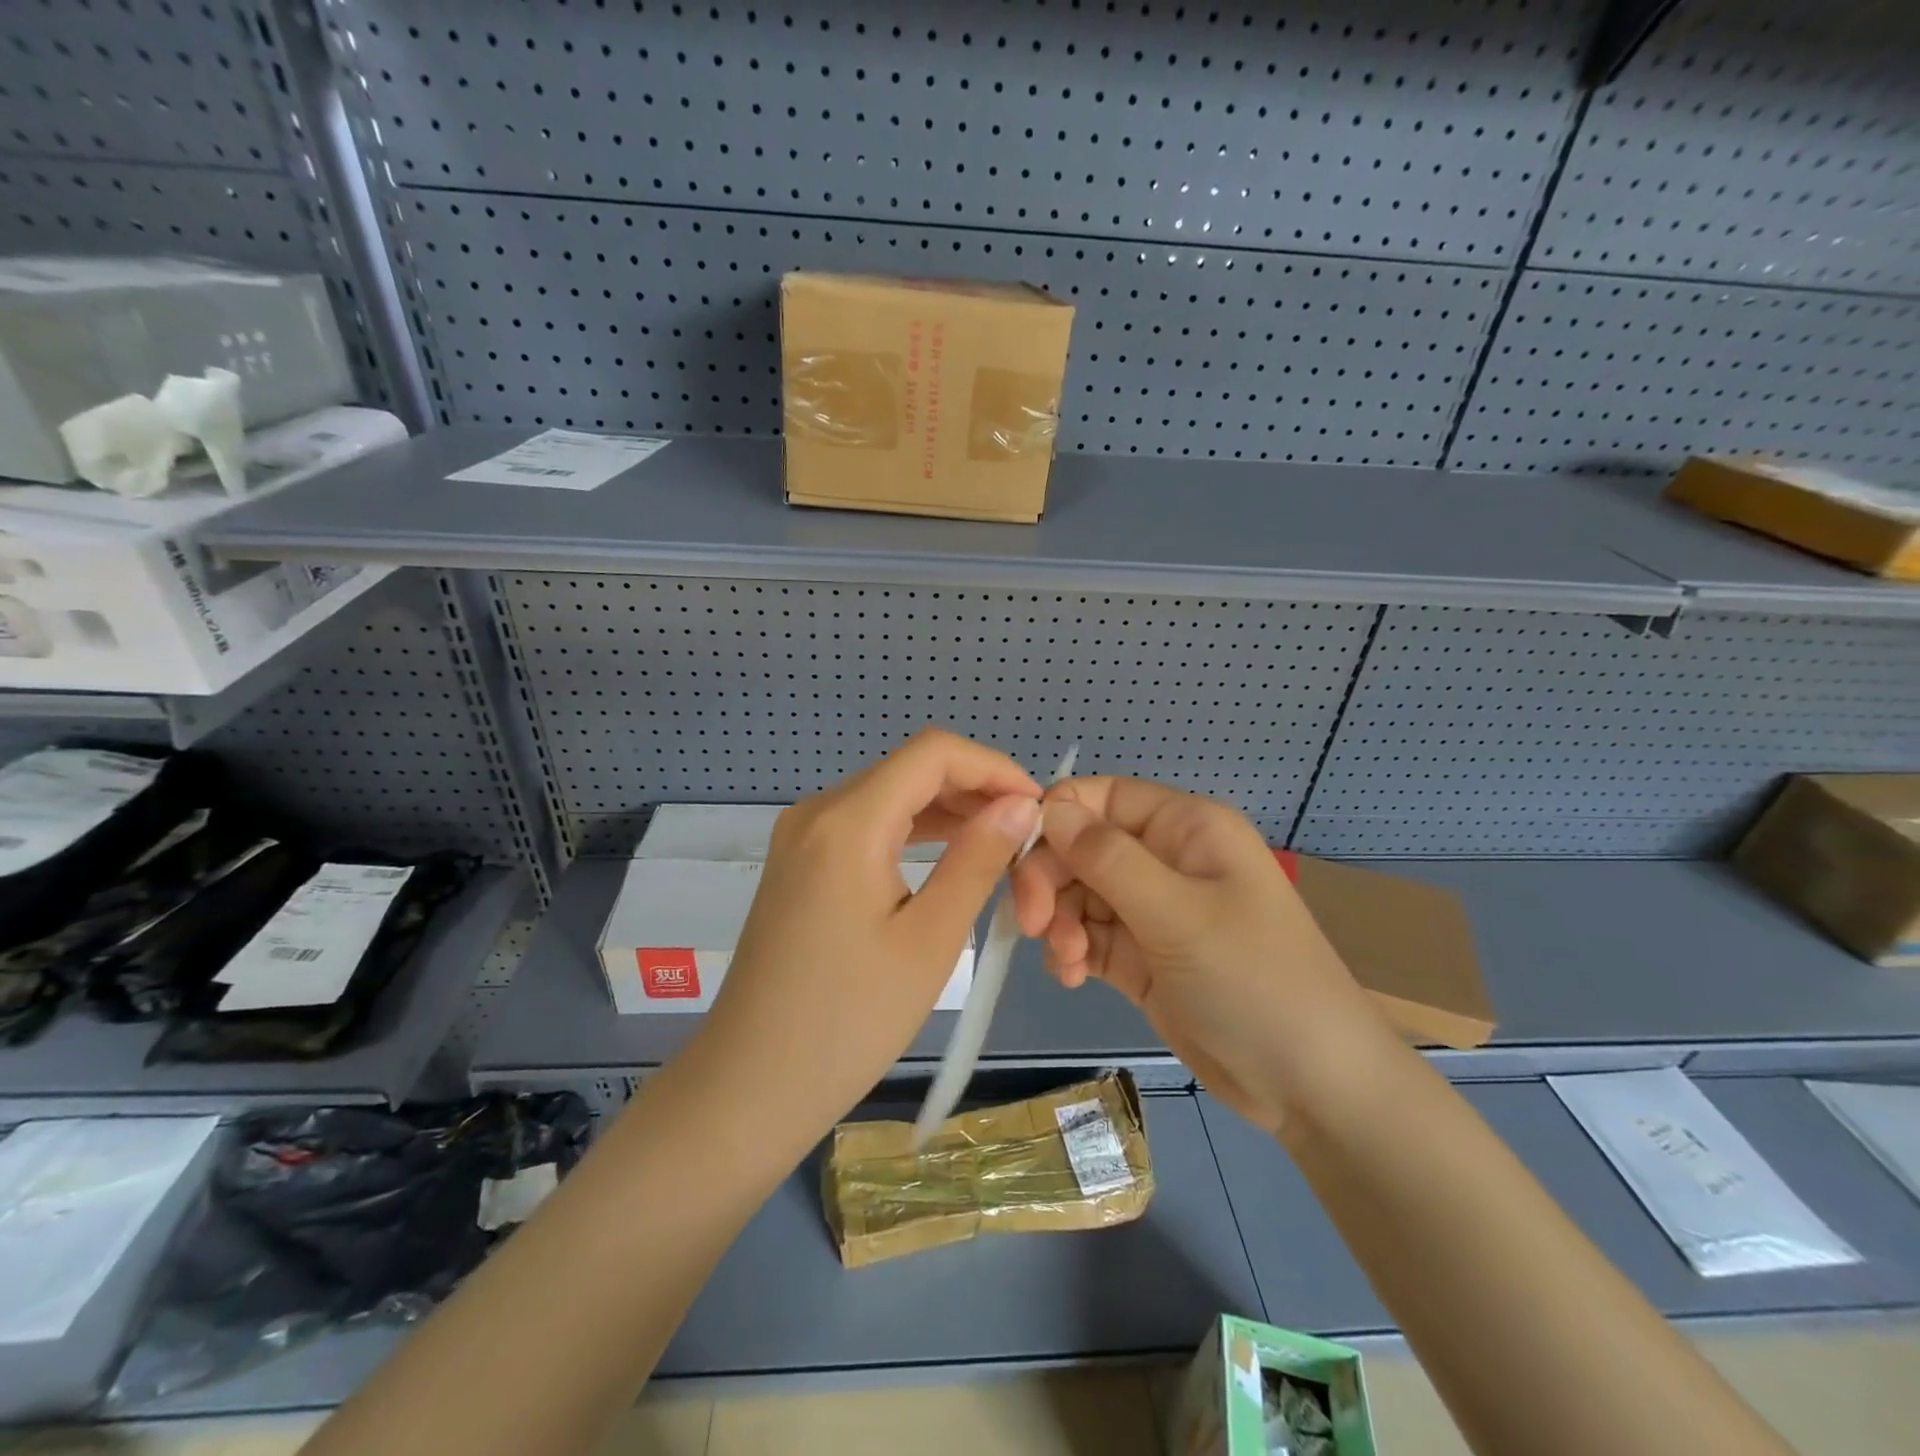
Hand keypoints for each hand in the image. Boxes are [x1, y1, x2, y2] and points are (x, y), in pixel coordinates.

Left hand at [692, 728, 1041, 1145]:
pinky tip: (947, 854)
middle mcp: (817, 811)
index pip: (932, 753)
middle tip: (1025, 833)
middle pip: (909, 768)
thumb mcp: (930, 939)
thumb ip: (977, 859)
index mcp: (847, 821)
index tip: (1037, 806)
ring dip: (946, 809)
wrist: (752, 1084)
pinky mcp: (799, 862)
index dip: (992, 766)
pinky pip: (865, 824)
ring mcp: (802, 836)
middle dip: (973, 788)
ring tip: (999, 844)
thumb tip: (1021, 805)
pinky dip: (912, 830)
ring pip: (889, 794)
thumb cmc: (849, 1020)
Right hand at [1012, 777, 1393, 1133]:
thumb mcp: (1178, 915)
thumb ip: (1108, 858)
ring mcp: (1153, 910)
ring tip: (1065, 962)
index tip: (1019, 859)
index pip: (1102, 798)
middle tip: (1034, 923)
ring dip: (1060, 922)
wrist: (1312, 1087)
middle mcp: (1166, 859)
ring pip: (1079, 894)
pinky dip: (1071, 950)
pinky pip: (1088, 936)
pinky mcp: (1142, 957)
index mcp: (1185, 828)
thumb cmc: (1254, 981)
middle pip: (1082, 847)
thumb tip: (1048, 809)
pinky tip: (1071, 976)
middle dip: (1052, 880)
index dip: (1056, 817)